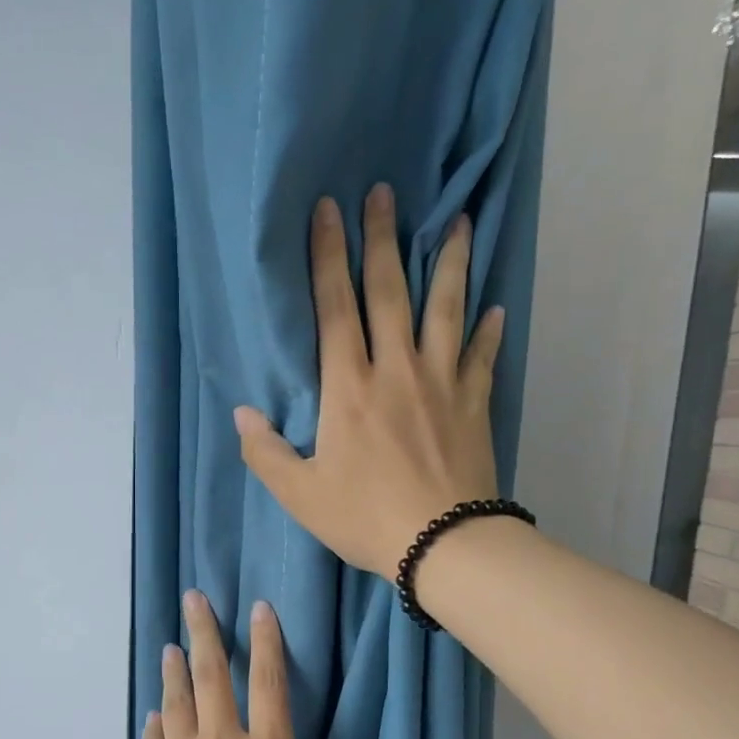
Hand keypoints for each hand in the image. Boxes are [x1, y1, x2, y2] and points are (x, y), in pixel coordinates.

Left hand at [128, 591, 355, 738]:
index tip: (257, 608)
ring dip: (173, 669)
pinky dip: (156, 723)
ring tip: (170, 644)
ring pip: (177, 699)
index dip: (265, 641)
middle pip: (212, 675)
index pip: (269, 683)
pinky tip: (155, 713)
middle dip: (204, 631)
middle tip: (193, 598)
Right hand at [233, 184, 505, 582]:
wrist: (443, 543)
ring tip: (457, 224)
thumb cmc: (365, 518)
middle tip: (383, 194)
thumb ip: (266, 453)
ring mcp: (442, 384)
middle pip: (390, 294)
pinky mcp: (474, 404)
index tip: (327, 212)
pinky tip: (495, 309)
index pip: (335, 310)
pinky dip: (489, 332)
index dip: (327, 258)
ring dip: (449, 265)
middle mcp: (397, 371)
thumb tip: (243, 415)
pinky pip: (483, 358)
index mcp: (349, 389)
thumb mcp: (300, 495)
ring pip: (446, 311)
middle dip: (382, 240)